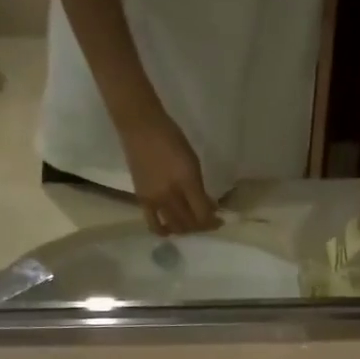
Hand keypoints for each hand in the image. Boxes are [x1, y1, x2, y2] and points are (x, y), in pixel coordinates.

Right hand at [118, 110, 217, 234]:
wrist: (140, 128)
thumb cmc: (171, 138)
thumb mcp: (193, 161)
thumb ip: (200, 187)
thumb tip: (209, 207)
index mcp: (187, 181)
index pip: (203, 213)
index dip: (213, 222)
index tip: (219, 221)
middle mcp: (171, 194)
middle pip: (190, 223)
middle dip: (201, 226)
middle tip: (206, 222)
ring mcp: (155, 199)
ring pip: (174, 227)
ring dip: (185, 229)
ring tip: (190, 224)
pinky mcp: (142, 200)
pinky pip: (153, 224)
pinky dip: (163, 231)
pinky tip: (170, 230)